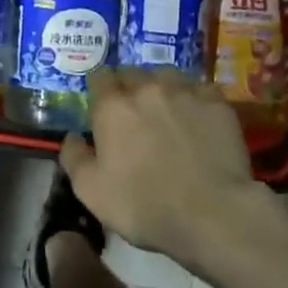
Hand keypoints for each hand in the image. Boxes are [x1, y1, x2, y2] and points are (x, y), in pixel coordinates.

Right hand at [63, 68, 265, 265]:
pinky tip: (197, 118)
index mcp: (112, 106)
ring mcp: (184, 92)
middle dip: (128, 87)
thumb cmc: (145, 206)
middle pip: (131, 72)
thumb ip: (74, 158)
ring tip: (167, 110)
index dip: (99, 89)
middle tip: (133, 113)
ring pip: (166, 75)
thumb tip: (71, 136)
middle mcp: (146, 89)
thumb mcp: (91, 192)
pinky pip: (200, 89)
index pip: (98, 76)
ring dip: (161, 88)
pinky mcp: (216, 103)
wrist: (213, 214)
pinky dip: (194, 99)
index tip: (102, 106)